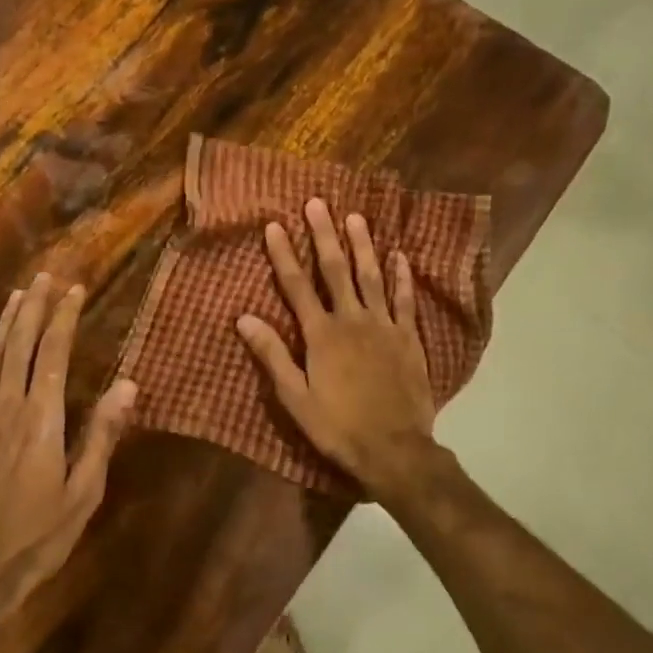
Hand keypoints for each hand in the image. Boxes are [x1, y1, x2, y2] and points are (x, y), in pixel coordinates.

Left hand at [0, 274, 136, 601]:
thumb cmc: (39, 536)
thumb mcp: (83, 492)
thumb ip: (102, 435)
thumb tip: (127, 384)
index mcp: (41, 420)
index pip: (54, 355)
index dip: (64, 319)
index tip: (75, 290)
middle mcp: (8, 408)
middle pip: (21, 345)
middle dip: (35, 308)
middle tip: (47, 277)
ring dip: (7, 322)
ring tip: (20, 293)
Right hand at [236, 198, 436, 493]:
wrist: (394, 450)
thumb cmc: (338, 426)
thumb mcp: (295, 398)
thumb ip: (272, 355)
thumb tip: (243, 318)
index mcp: (321, 335)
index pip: (297, 286)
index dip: (284, 254)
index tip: (274, 225)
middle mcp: (352, 320)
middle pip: (336, 270)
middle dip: (324, 235)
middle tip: (317, 203)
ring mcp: (384, 326)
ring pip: (372, 276)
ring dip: (362, 245)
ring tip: (355, 217)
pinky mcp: (408, 338)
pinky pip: (405, 300)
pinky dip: (402, 276)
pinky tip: (399, 256)